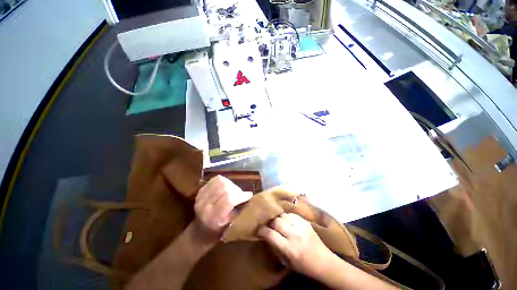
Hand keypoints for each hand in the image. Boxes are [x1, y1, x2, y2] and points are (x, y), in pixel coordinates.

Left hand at [193, 175, 251, 242]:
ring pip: (220, 182)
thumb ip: (239, 209)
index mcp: (213, 217)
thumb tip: (248, 195)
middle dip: (236, 189)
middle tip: (240, 194)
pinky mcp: (201, 190)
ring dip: (230, 185)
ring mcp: (201, 196)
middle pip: (224, 188)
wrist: (200, 229)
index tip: (249, 195)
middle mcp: (204, 205)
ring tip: (233, 191)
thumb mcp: (231, 224)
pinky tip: (226, 187)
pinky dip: (224, 181)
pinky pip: (215, 180)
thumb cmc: (219, 230)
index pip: (228, 199)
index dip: (240, 195)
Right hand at [258, 213, 333, 278]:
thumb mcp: (286, 262)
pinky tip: (288, 222)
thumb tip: (267, 235)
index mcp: (290, 248)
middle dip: (271, 224)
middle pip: (277, 221)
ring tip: (280, 224)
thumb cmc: (303, 265)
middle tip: (271, 227)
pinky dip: (287, 217)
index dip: (263, 231)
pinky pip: (291, 214)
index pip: (271, 234)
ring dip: (279, 219)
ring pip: (283, 215)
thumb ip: (275, 248)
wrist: (323, 261)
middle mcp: (295, 235)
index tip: (260, 231)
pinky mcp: (305, 222)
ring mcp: (301, 226)